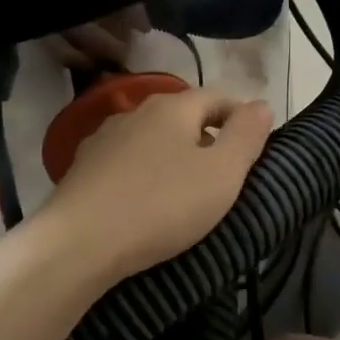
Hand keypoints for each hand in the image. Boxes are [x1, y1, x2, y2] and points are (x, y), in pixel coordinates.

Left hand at [39, 87, 271, 279]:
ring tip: (186, 190)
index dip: (240, 116)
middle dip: (207, 136)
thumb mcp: (222, 174)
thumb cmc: (162, 205)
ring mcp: (104, 139)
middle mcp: (136, 112)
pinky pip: (127, 163)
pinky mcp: (83, 168)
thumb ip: (246, 136)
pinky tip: (146, 201)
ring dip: (173, 156)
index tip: (255, 146)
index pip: (217, 97)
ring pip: (152, 139)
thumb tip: (261, 105)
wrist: (79, 243)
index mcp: (173, 107)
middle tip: (226, 172)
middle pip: (182, 116)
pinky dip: (144, 174)